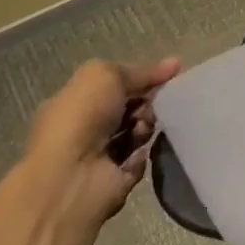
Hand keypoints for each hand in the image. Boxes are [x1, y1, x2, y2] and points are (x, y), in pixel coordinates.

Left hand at [21, 57, 180, 224]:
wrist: (70, 178)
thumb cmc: (80, 119)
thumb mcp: (105, 76)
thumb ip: (139, 71)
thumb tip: (174, 64)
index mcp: (74, 103)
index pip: (114, 85)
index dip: (141, 78)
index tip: (169, 74)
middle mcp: (83, 128)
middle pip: (129, 108)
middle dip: (147, 102)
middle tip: (153, 105)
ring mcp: (98, 156)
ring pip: (138, 132)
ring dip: (147, 127)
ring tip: (143, 130)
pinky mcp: (115, 180)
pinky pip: (141, 159)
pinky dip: (145, 153)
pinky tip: (141, 151)